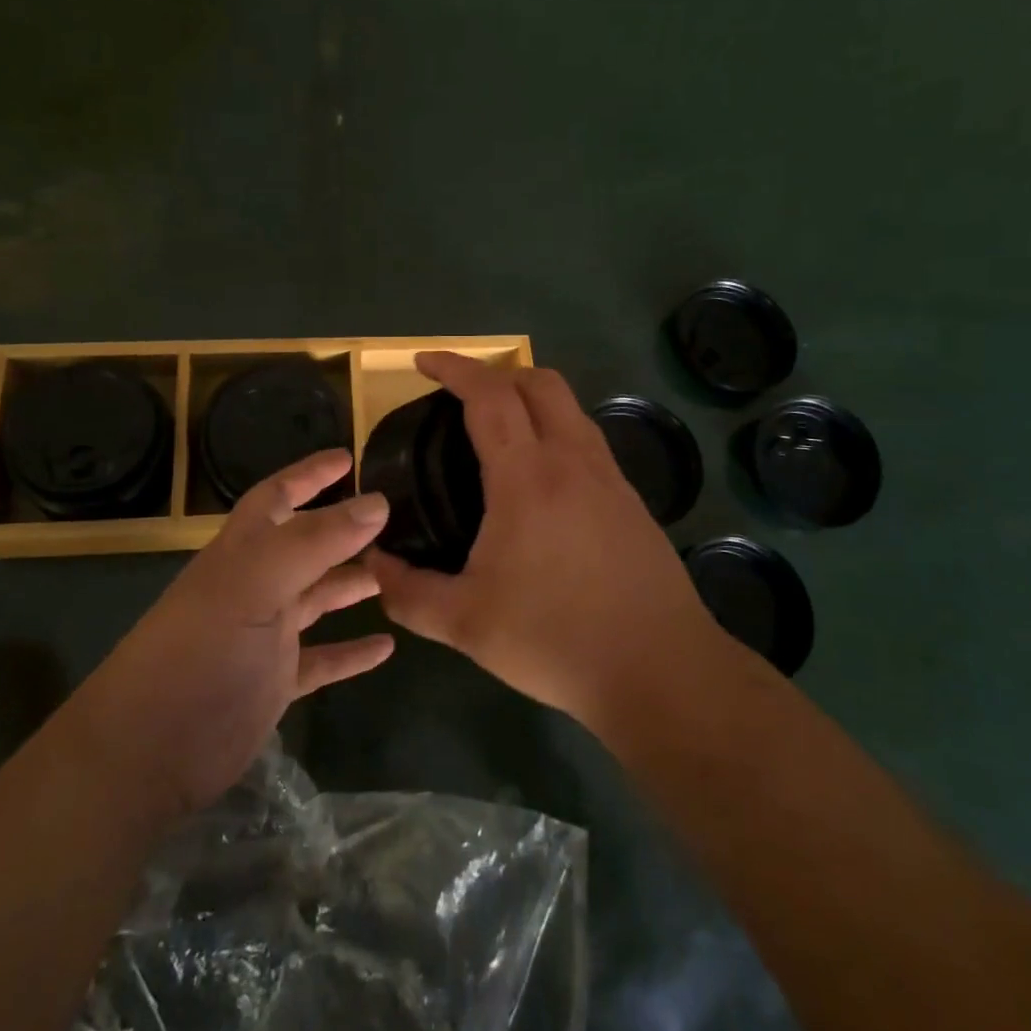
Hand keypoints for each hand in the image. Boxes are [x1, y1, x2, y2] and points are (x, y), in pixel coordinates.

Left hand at [77, 450, 392, 818]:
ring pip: (319, 597)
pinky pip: (323, 659)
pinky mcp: (275, 682)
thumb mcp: (256, 584)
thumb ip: (316, 540)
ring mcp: (265, 635)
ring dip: (354, 583)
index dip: (310, 474)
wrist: (149, 751)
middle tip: (396, 520)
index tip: (351, 457)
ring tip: (400, 571)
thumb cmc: (201, 651)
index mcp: (243, 551)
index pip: (278, 495)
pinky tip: (387, 647)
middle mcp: (255, 585)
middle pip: (306, 545)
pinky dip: (352, 651)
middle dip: (345, 529)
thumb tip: (378, 501)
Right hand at [368, 353, 749, 730]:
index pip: (489, 395)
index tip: (423, 361)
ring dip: (530, 397)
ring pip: (570, 408)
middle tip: (460, 395)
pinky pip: (587, 440)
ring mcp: (609, 478)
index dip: (454, 368)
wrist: (660, 669)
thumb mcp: (465, 624)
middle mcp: (572, 461)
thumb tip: (369, 565)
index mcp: (527, 478)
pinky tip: (541, 478)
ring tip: (498, 429)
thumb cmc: (557, 640)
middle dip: (495, 372)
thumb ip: (408, 592)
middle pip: (539, 382)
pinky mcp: (631, 500)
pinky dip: (556, 430)